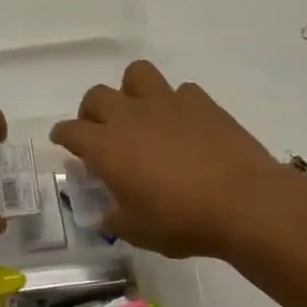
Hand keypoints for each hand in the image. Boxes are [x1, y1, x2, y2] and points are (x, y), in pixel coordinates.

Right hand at [51, 61, 282, 258]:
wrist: (243, 202)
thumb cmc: (180, 220)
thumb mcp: (136, 231)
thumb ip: (114, 219)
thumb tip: (108, 215)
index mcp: (106, 146)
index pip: (70, 130)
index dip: (63, 135)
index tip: (63, 141)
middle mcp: (130, 116)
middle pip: (96, 96)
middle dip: (91, 112)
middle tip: (102, 133)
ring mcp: (167, 103)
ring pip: (136, 74)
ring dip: (131, 91)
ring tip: (140, 115)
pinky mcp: (201, 102)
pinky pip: (180, 91)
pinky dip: (176, 104)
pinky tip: (184, 125)